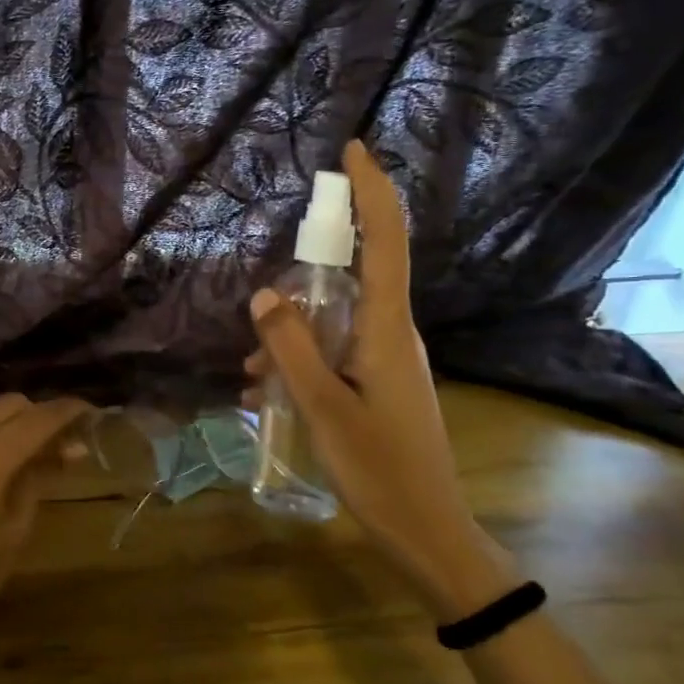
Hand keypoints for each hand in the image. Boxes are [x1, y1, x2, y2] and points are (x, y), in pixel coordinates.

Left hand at [0, 393, 90, 682]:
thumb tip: (69, 450)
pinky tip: (1, 475)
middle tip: (67, 440)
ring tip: (40, 460)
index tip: (92, 413)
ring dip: (14, 429)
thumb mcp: (12, 534)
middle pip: (8, 407)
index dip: (67, 412)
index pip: (36, 420)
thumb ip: (38, 481)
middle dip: (40, 414)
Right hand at [246, 140, 513, 621]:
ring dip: (291, 339)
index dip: (372, 192)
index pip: (386, 242)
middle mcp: (393, 333)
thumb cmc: (380, 470)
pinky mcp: (379, 382)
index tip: (353, 150)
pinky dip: (301, 362)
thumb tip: (266, 295)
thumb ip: (292, 347)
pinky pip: (334, 351)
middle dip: (301, 288)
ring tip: (255, 380)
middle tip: (265, 334)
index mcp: (388, 329)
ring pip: (333, 321)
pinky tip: (269, 395)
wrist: (428, 533)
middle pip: (351, 278)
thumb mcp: (323, 407)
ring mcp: (387, 359)